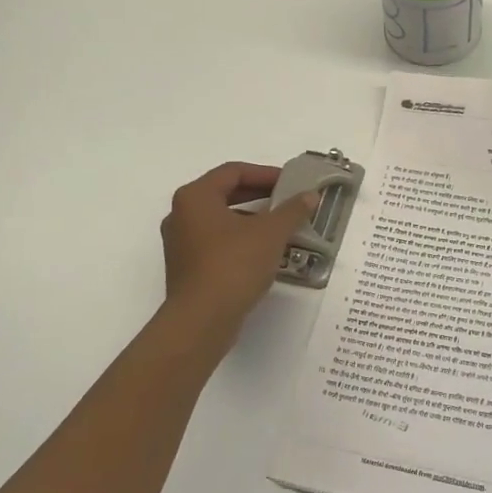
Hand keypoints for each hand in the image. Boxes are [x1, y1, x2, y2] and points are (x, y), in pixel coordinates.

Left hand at [158, 162, 318, 346]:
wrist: (202, 321)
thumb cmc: (233, 265)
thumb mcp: (271, 233)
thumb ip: (292, 210)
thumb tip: (310, 195)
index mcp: (195, 197)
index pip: (233, 172)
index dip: (265, 173)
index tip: (291, 183)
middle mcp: (181, 215)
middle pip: (225, 194)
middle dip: (260, 195)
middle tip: (289, 200)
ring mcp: (181, 243)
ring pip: (221, 220)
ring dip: (252, 219)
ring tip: (282, 226)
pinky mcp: (187, 268)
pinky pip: (217, 242)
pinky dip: (241, 240)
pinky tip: (265, 252)